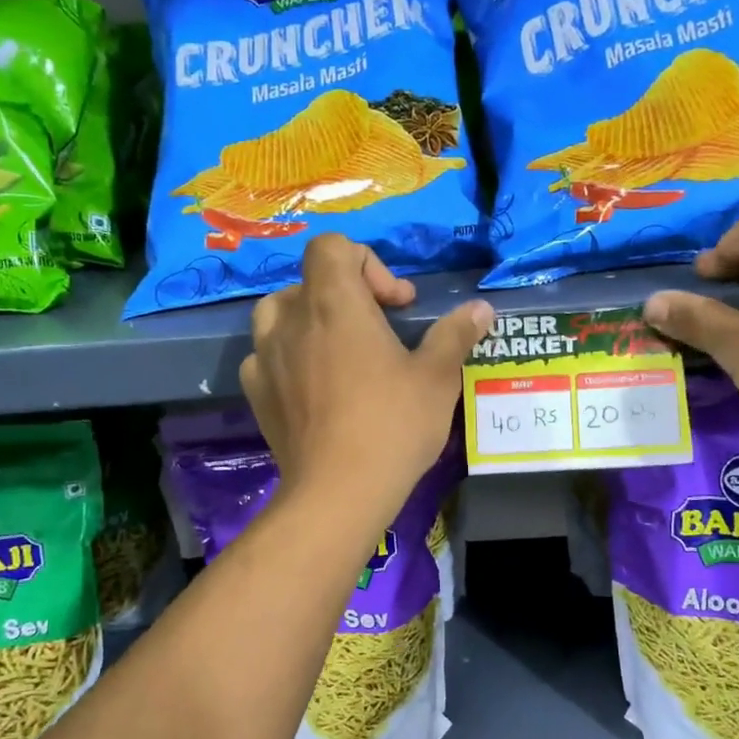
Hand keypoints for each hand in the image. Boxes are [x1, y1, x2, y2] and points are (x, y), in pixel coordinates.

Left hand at [241, 234, 492, 524]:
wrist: (338, 492)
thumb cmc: (392, 426)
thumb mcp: (436, 379)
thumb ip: (455, 335)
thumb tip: (482, 308)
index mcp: (335, 303)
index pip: (331, 245)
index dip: (367, 263)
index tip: (396, 305)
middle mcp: (291, 320)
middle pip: (308, 280)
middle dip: (344, 294)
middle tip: (376, 330)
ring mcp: (265, 357)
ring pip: (278, 315)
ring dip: (309, 321)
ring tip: (338, 353)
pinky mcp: (256, 393)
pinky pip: (265, 357)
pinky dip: (288, 359)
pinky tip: (312, 388)